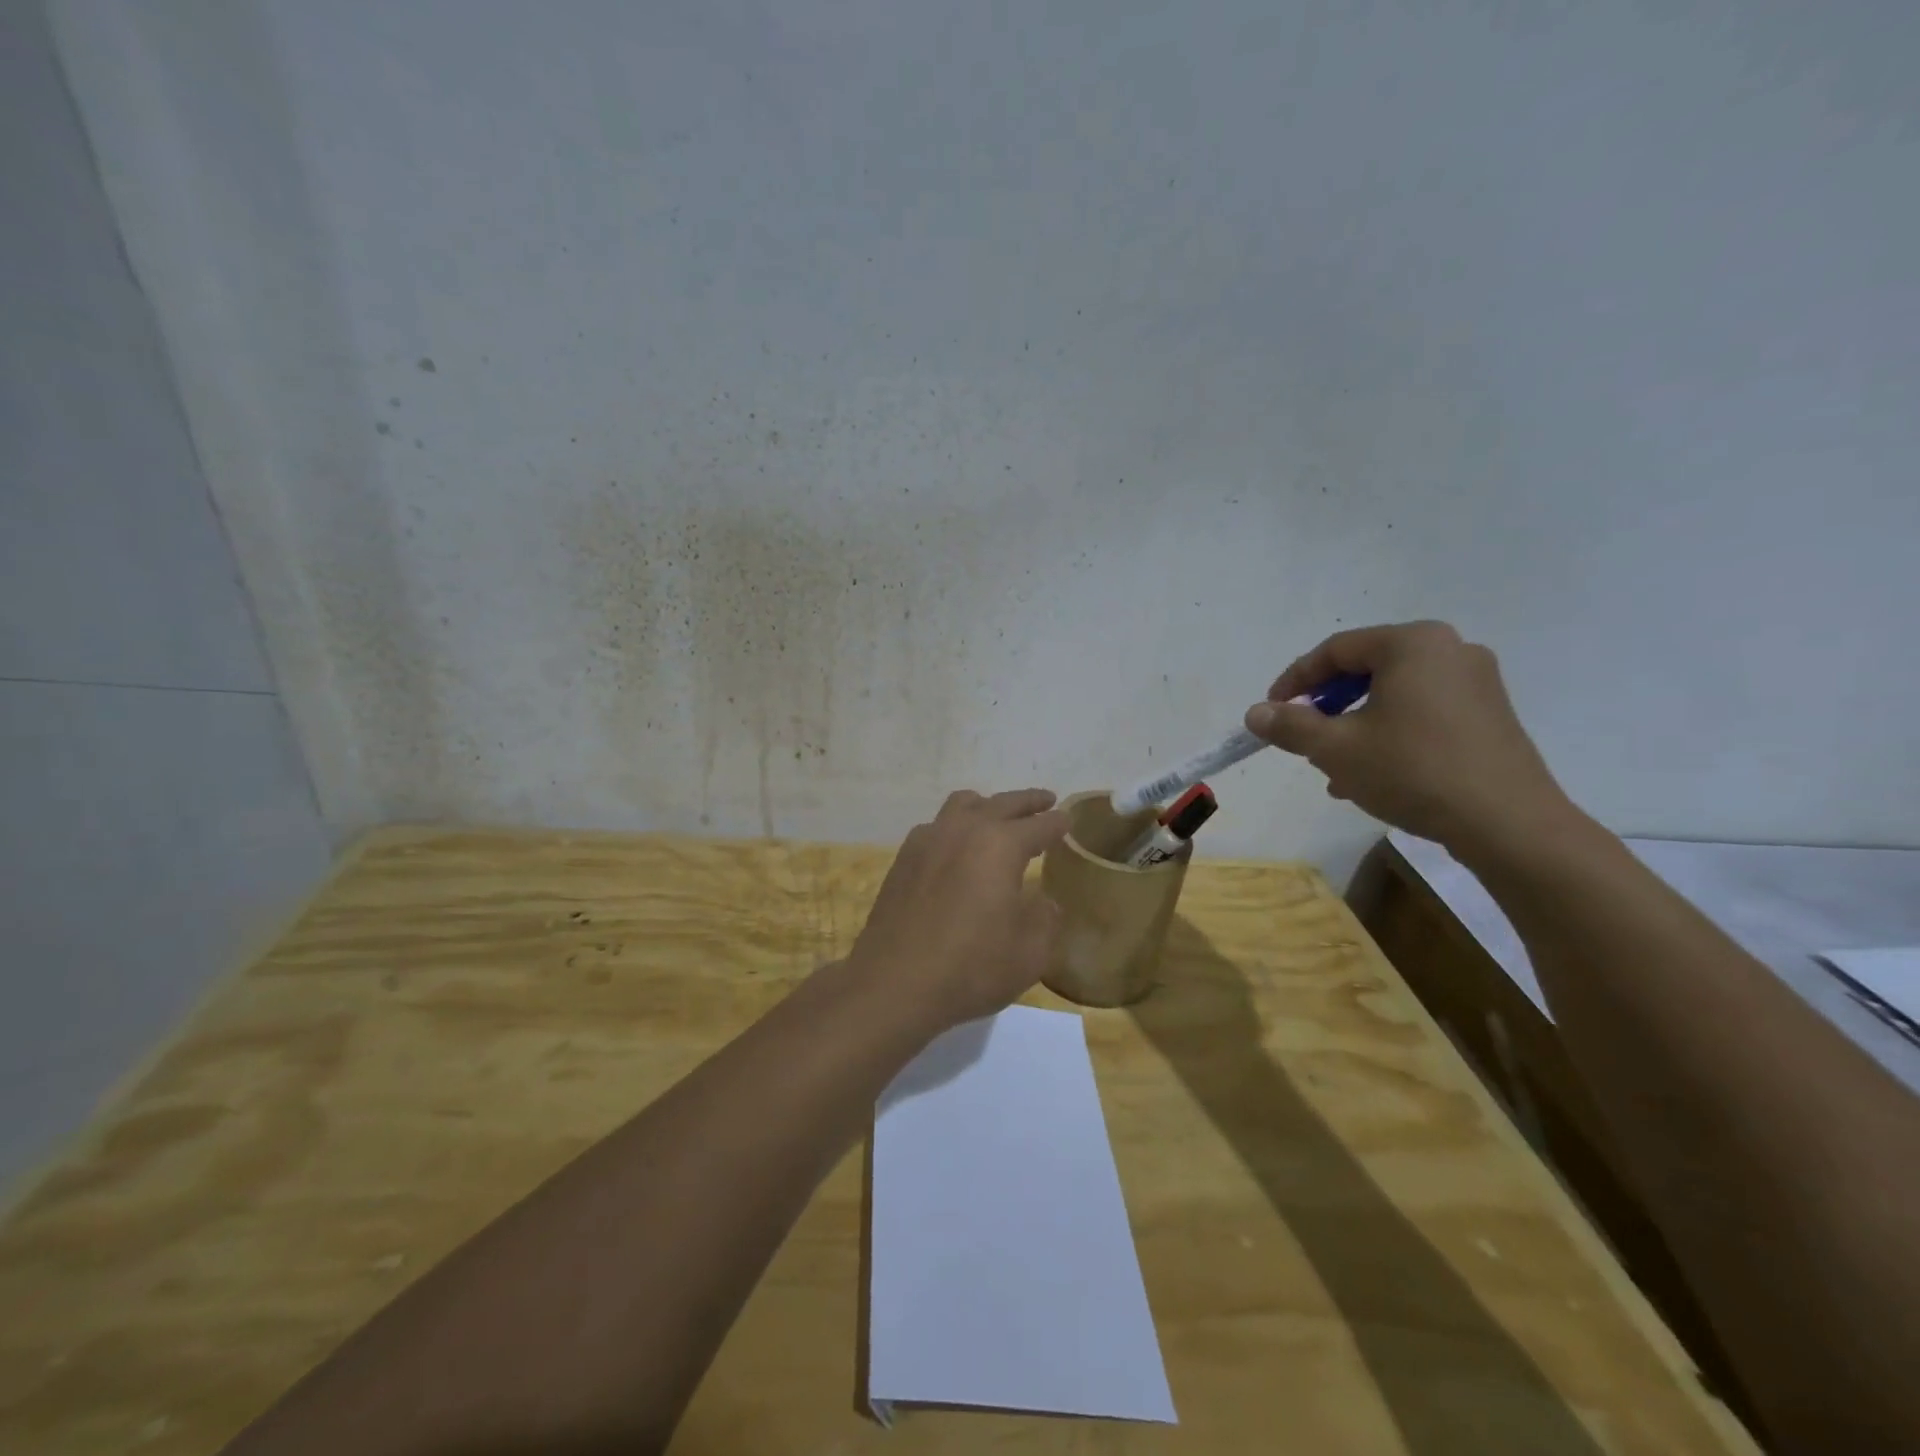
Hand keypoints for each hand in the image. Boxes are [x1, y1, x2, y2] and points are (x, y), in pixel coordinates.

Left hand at [848, 789, 1069, 1034]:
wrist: (894, 984)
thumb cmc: (970, 968)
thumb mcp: (1028, 953)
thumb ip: (1044, 919)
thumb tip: (1044, 902)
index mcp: (1000, 845)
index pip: (1039, 825)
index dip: (1058, 822)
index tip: (1068, 820)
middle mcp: (963, 830)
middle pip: (1002, 803)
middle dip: (1028, 802)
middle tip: (1045, 801)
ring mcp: (928, 840)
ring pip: (963, 805)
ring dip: (987, 806)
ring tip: (997, 816)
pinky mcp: (903, 858)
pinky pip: (936, 826)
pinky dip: (956, 826)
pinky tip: (957, 848)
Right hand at [1243, 621, 1574, 855]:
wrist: (1507, 823)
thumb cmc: (1413, 771)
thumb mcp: (1336, 749)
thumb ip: (1290, 725)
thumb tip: (1255, 713)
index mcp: (1412, 644)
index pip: (1335, 651)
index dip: (1295, 681)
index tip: (1272, 712)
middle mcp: (1449, 650)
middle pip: (1366, 670)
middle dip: (1327, 706)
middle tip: (1303, 738)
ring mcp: (1476, 682)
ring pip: (1393, 695)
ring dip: (1355, 725)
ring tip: (1333, 766)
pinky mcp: (1490, 714)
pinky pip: (1422, 712)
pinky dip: (1390, 733)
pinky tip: (1373, 774)